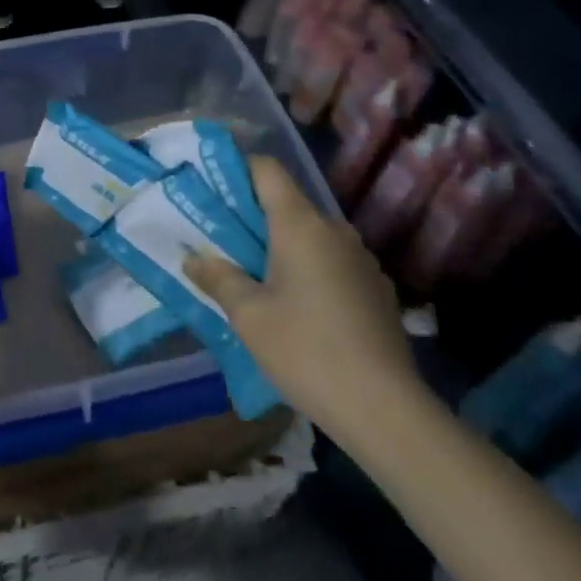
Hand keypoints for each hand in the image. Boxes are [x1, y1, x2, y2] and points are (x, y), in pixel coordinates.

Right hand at [184, 156, 424, 443]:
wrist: (387, 412)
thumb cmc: (307, 350)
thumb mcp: (248, 316)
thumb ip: (218, 278)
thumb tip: (193, 259)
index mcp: (300, 223)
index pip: (267, 169)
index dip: (238, 170)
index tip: (213, 191)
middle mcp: (334, 230)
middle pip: (288, 204)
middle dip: (255, 217)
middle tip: (224, 242)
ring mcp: (362, 260)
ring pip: (312, 236)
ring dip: (284, 247)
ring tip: (258, 278)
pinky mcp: (378, 290)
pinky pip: (334, 263)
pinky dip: (311, 271)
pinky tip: (300, 309)